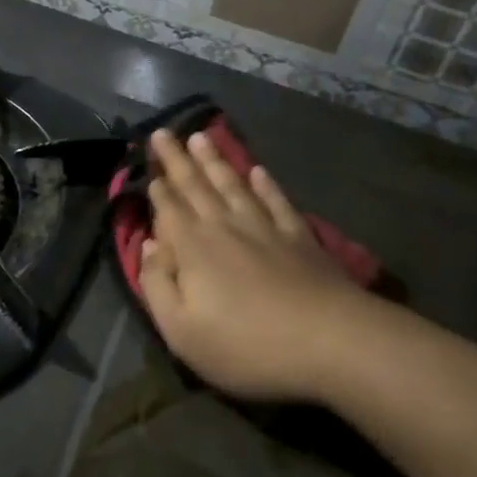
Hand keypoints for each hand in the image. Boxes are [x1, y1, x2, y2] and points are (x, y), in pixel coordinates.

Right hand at [139, 130, 373, 402]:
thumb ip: (157, 285)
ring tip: (201, 136)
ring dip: (214, 160)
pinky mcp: (299, 236)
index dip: (157, 187)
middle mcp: (225, 226)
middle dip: (177, 158)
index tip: (148, 164)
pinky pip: (276, 200)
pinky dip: (265, 184)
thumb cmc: (246, 344)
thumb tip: (150, 245)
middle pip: (196, 185)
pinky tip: (258, 170)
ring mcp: (265, 227)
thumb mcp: (182, 332)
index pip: (169, 208)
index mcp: (193, 247)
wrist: (329, 340)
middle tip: (163, 131)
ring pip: (233, 184)